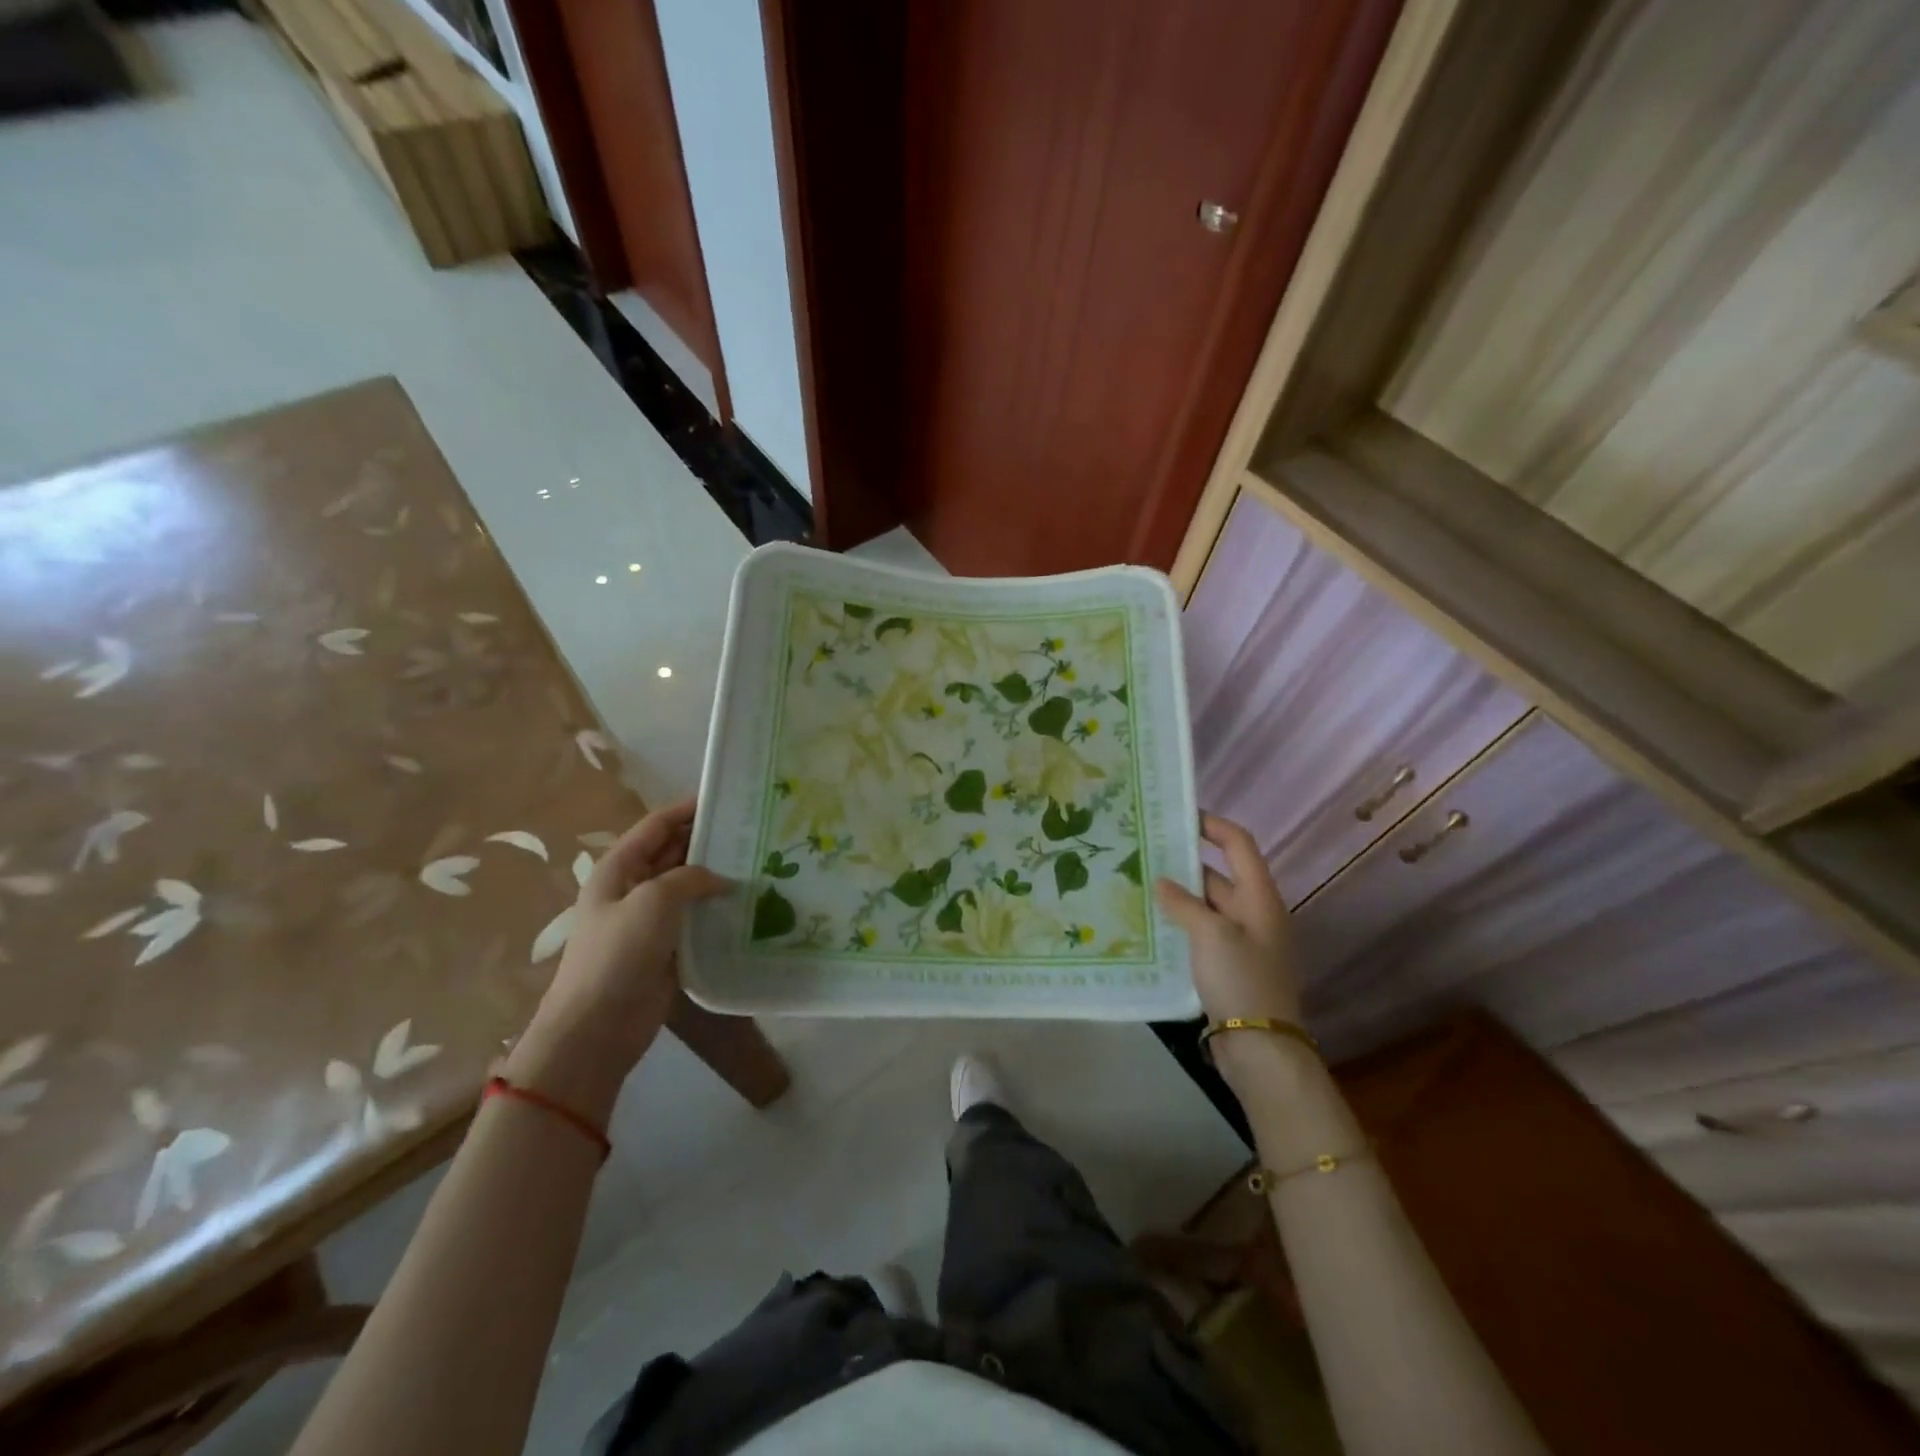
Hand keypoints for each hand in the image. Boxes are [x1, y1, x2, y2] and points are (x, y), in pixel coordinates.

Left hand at [508, 799, 729, 1117]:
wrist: (597, 1027)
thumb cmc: (617, 954)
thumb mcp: (653, 901)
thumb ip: (689, 878)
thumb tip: (721, 879)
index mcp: (620, 867)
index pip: (658, 825)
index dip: (689, 807)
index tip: (728, 796)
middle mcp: (635, 887)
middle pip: (675, 852)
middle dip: (709, 840)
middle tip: (755, 830)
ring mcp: (651, 919)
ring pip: (690, 885)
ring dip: (718, 875)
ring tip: (762, 862)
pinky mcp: (668, 947)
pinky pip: (697, 918)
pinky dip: (719, 909)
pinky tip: (751, 903)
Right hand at [1156, 813, 1301, 1029]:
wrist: (1261, 1048)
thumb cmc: (1241, 979)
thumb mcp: (1211, 934)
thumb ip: (1184, 903)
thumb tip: (1161, 882)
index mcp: (1260, 897)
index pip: (1238, 844)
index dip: (1211, 824)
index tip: (1177, 815)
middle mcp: (1255, 913)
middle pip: (1219, 874)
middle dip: (1183, 862)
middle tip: (1143, 853)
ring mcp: (1243, 941)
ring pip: (1207, 905)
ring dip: (1179, 895)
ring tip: (1138, 884)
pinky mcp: (1230, 966)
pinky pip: (1203, 932)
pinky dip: (1181, 923)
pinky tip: (1151, 923)